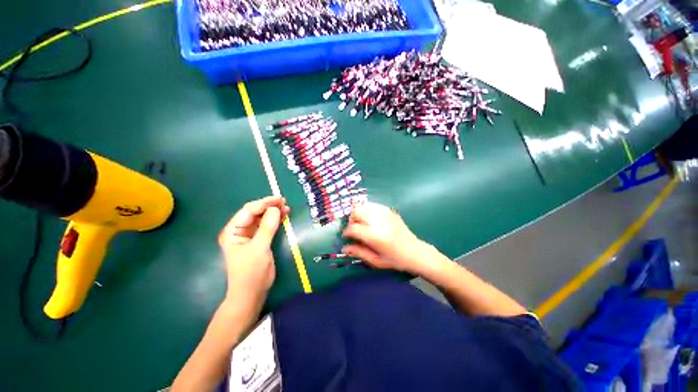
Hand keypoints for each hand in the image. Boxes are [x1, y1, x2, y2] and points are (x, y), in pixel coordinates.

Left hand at [218, 196, 288, 304]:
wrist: (252, 293)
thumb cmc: (251, 272)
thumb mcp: (259, 248)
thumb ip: (267, 227)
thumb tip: (275, 209)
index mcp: (233, 231)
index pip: (248, 211)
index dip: (263, 203)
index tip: (278, 199)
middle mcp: (240, 230)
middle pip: (255, 213)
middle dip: (269, 206)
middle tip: (284, 202)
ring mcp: (250, 235)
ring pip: (262, 218)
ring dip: (274, 212)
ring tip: (287, 208)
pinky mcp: (259, 240)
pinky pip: (267, 226)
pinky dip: (276, 220)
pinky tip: (284, 216)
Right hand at [342, 202, 430, 274]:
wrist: (415, 252)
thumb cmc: (395, 259)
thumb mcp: (376, 261)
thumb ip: (359, 252)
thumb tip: (344, 248)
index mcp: (375, 236)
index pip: (353, 228)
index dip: (347, 232)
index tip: (347, 236)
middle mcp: (379, 221)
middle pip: (356, 211)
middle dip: (351, 219)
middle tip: (354, 228)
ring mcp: (385, 213)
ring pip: (364, 205)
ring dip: (358, 212)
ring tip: (361, 222)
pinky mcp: (389, 211)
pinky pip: (373, 205)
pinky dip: (367, 209)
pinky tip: (369, 218)